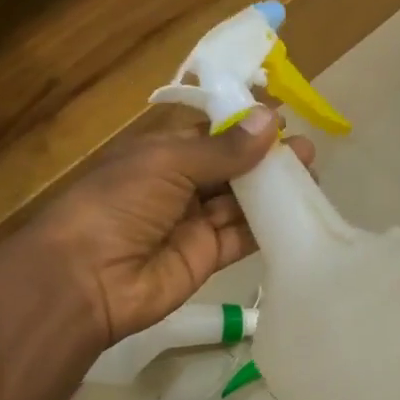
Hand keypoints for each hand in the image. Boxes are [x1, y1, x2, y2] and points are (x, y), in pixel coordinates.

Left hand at [30, 109, 314, 344]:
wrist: (86, 279)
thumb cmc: (118, 204)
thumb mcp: (167, 163)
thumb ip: (222, 148)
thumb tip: (271, 120)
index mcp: (161, 154)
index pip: (210, 134)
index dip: (244, 127)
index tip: (284, 120)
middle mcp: (178, 186)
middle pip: (230, 169)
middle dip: (266, 160)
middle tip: (307, 152)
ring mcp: (193, 223)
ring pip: (240, 202)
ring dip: (272, 191)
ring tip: (312, 177)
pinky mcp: (206, 258)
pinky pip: (241, 237)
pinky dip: (267, 226)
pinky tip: (298, 212)